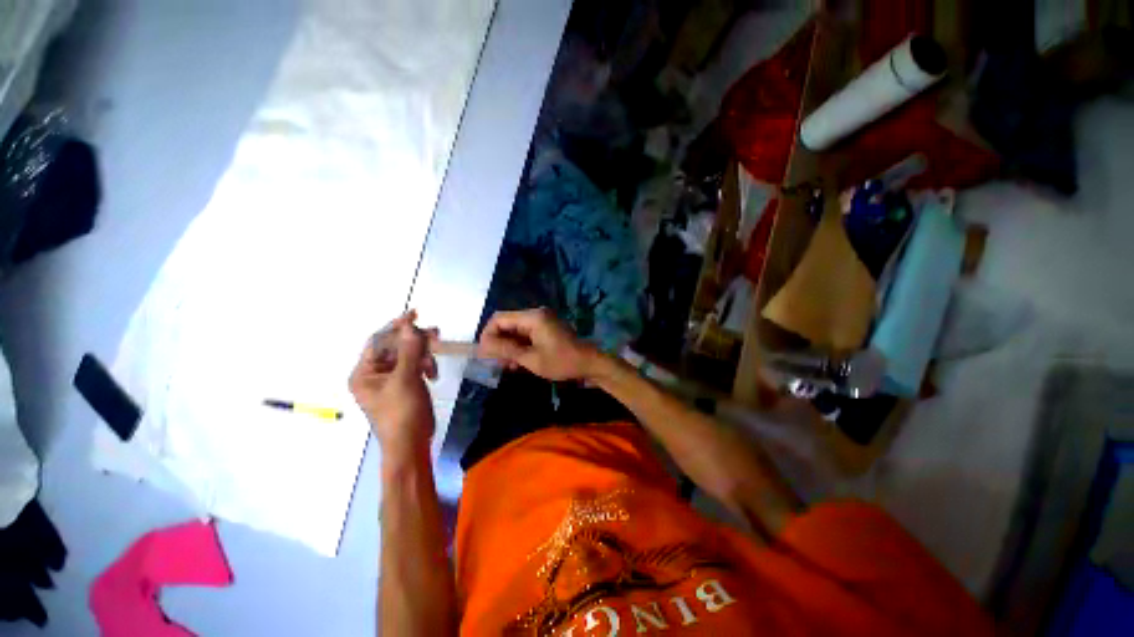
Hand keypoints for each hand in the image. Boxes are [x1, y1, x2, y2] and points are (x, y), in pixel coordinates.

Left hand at [349, 311, 437, 456]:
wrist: (411, 443)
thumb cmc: (401, 414)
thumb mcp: (405, 380)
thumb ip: (408, 351)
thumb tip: (410, 326)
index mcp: (364, 372)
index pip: (378, 341)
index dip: (396, 326)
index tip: (415, 314)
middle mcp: (375, 373)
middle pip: (395, 346)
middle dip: (415, 341)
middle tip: (436, 335)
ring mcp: (392, 379)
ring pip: (409, 354)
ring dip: (423, 354)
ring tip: (434, 363)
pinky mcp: (406, 384)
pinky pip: (415, 365)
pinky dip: (425, 365)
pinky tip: (432, 374)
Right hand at [477, 308, 598, 380]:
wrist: (589, 363)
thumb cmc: (561, 362)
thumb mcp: (531, 359)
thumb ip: (506, 350)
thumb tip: (483, 346)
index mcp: (532, 317)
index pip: (499, 318)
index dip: (488, 334)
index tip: (484, 353)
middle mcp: (536, 314)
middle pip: (507, 323)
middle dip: (498, 342)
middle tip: (494, 362)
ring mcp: (542, 320)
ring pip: (516, 330)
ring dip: (509, 346)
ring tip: (506, 366)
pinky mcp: (547, 328)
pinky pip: (526, 334)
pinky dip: (520, 346)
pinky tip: (517, 362)